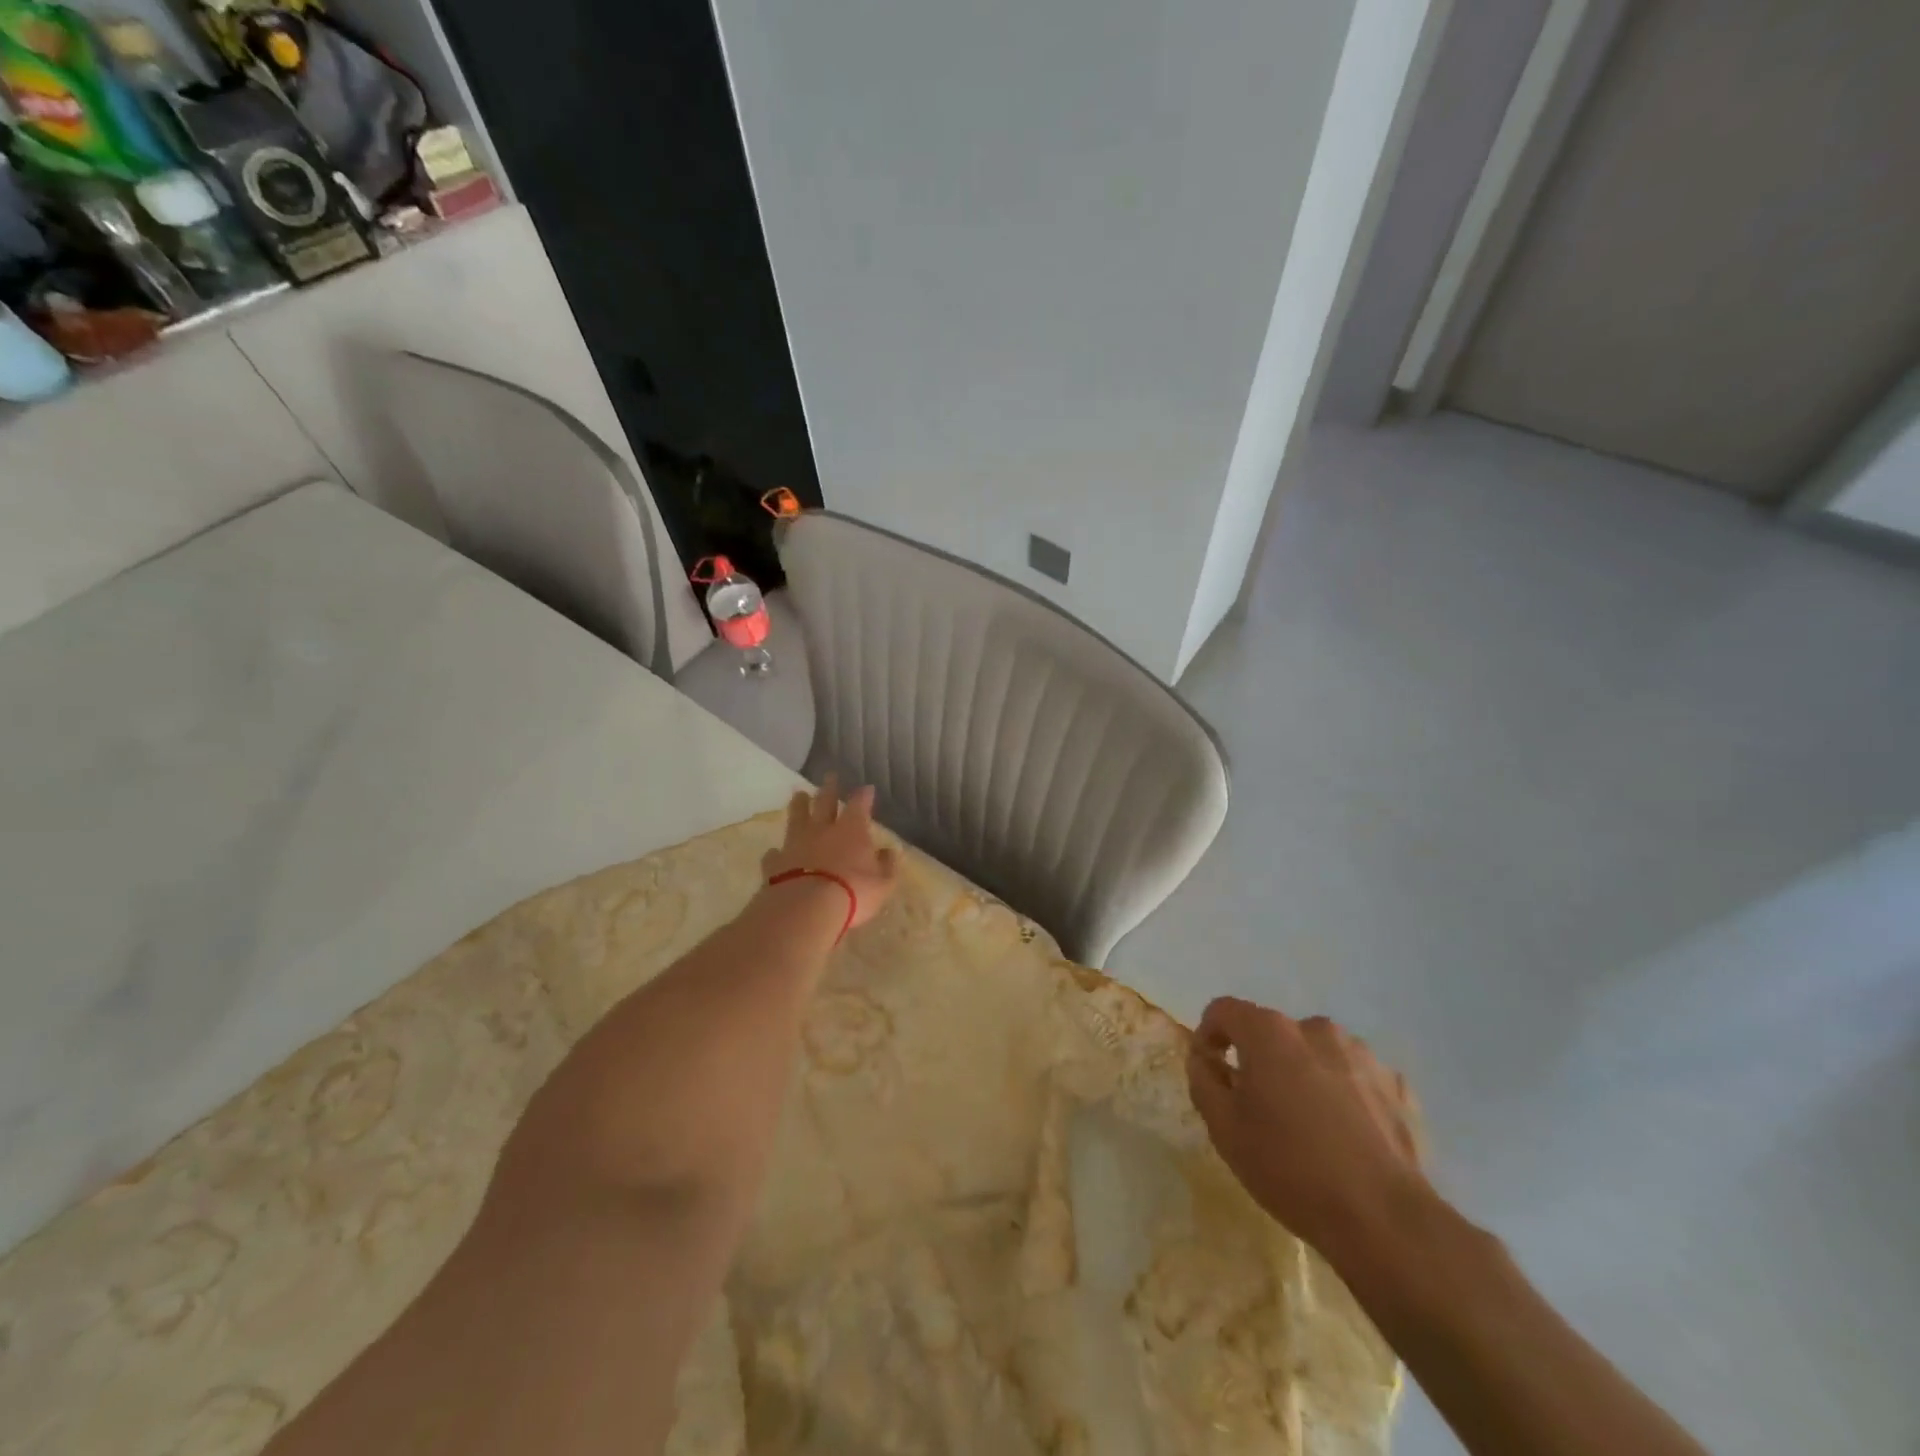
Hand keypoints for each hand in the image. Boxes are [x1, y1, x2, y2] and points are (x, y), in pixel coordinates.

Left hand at [761, 775, 899, 930]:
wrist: (806, 908)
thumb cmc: (853, 893)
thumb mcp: (882, 884)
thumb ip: (887, 866)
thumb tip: (890, 851)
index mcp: (852, 830)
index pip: (859, 805)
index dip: (864, 796)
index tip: (867, 788)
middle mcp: (823, 830)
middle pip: (825, 802)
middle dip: (829, 788)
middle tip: (829, 775)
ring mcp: (796, 844)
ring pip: (797, 818)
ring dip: (799, 805)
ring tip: (799, 795)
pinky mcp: (775, 863)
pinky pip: (775, 853)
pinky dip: (777, 851)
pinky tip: (775, 852)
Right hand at [1187, 997, 1423, 1255]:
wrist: (1384, 1219)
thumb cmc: (1290, 1168)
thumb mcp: (1224, 1129)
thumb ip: (1203, 1081)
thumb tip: (1203, 1058)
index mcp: (1269, 1032)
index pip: (1223, 1011)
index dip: (1209, 1036)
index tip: (1211, 1073)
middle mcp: (1315, 1028)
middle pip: (1272, 1034)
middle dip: (1259, 1061)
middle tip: (1259, 1110)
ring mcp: (1362, 1055)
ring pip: (1316, 1054)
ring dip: (1303, 1075)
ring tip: (1308, 1126)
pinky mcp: (1397, 1086)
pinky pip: (1355, 1078)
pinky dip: (1344, 1095)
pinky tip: (1347, 1136)